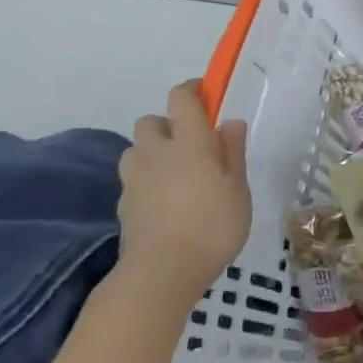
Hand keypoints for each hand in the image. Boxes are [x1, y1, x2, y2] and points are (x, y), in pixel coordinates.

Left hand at [116, 80, 250, 305]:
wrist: (161, 273)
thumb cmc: (212, 226)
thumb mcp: (239, 189)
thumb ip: (233, 152)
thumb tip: (229, 122)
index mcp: (189, 142)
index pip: (182, 98)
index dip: (193, 90)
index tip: (207, 96)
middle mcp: (156, 152)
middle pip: (152, 121)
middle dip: (169, 125)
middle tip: (193, 146)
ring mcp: (134, 178)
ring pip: (138, 150)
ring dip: (154, 153)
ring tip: (177, 176)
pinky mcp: (123, 204)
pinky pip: (134, 180)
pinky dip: (147, 182)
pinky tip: (165, 204)